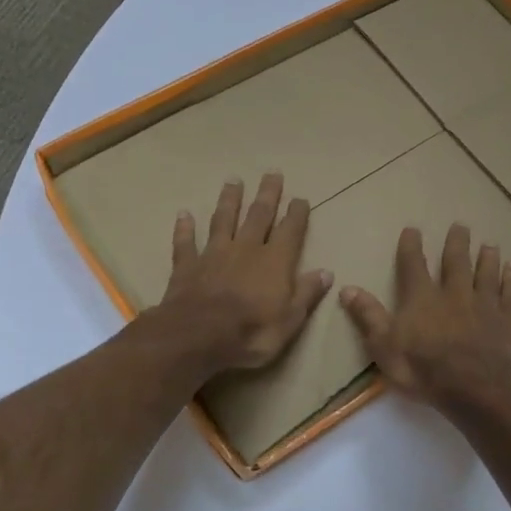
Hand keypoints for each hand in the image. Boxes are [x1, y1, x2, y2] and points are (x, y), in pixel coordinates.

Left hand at [159, 173, 331, 373]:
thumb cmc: (251, 332)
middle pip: (258, 215)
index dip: (297, 214)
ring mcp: (214, 254)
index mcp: (275, 261)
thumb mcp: (290, 320)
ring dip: (229, 200)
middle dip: (267, 194)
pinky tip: (183, 214)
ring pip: (223, 220)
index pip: (290, 230)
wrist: (198, 337)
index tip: (300, 198)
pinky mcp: (187, 266)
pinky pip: (186, 243)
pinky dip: (185, 228)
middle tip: (272, 173)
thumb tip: (326, 272)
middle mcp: (246, 249)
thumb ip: (307, 293)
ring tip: (233, 181)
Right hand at [339, 224, 510, 410]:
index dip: (411, 247)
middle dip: (456, 243)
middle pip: (455, 262)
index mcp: (422, 298)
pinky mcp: (508, 320)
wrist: (477, 387)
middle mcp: (454, 293)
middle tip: (460, 226)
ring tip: (490, 244)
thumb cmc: (425, 369)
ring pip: (486, 274)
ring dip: (487, 258)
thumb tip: (346, 288)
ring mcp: (484, 305)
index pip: (413, 265)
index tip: (413, 229)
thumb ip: (368, 316)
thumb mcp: (385, 347)